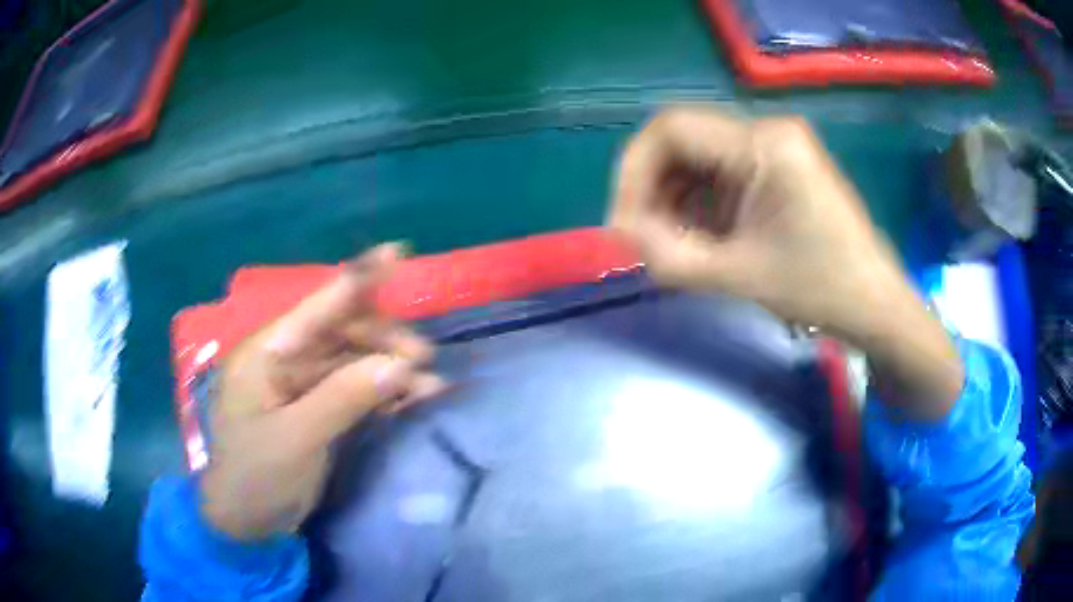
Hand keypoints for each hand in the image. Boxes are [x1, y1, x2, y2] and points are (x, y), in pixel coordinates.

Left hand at [200, 244, 445, 540]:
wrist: (246, 522)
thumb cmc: (255, 475)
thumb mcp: (297, 439)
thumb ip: (344, 397)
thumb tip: (401, 364)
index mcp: (266, 353)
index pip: (316, 306)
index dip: (356, 279)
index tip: (396, 253)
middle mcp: (284, 360)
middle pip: (341, 332)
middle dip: (383, 339)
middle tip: (423, 358)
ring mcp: (301, 386)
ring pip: (353, 362)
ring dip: (391, 369)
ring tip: (430, 386)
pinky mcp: (316, 410)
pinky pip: (355, 391)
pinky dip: (384, 394)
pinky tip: (413, 401)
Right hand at [609, 107, 898, 332]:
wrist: (876, 306)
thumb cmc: (822, 290)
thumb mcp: (739, 276)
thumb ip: (669, 256)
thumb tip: (620, 237)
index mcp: (765, 144)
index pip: (672, 130)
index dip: (634, 173)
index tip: (622, 225)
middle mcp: (768, 131)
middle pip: (683, 140)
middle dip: (652, 189)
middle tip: (641, 239)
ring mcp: (777, 147)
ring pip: (699, 157)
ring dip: (673, 197)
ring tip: (668, 243)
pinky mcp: (780, 168)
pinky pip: (722, 173)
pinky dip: (699, 203)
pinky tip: (697, 236)